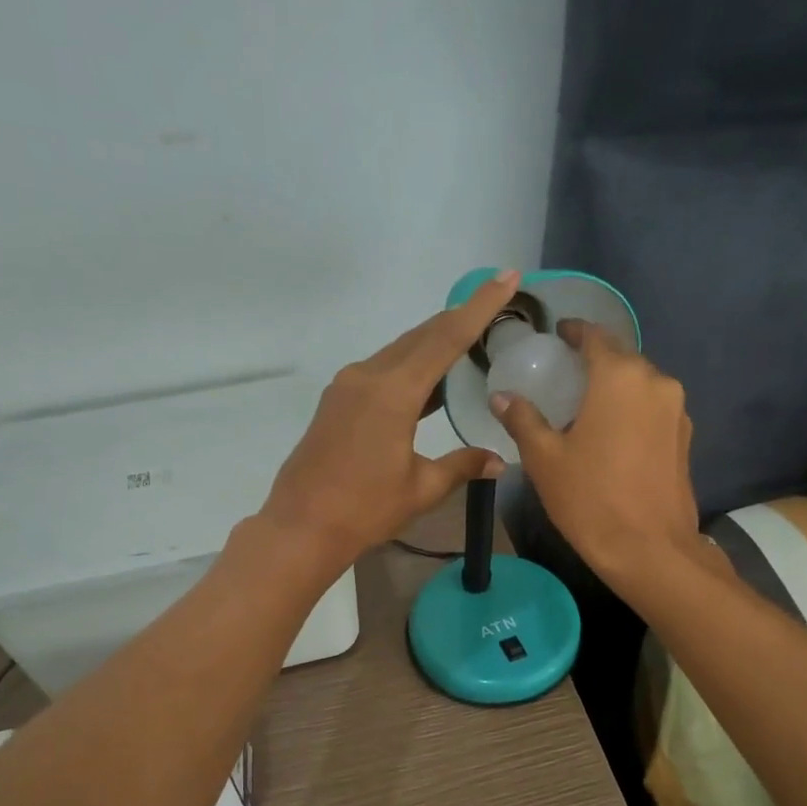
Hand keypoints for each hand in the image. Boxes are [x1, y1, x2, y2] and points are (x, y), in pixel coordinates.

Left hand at [258, 270, 519, 572]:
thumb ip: (461, 466)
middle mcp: (367, 376)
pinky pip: (381, 370)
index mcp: (393, 392)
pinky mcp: (336, 401)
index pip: (446, 338)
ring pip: (398, 352)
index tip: (505, 278)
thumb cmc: (364, 510)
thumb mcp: (421, 488)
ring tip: (467, 342)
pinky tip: (427, 381)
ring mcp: (346, 387)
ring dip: (432, 344)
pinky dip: (409, 367)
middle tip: (493, 306)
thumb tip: (499, 461)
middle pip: (420, 337)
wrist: (301, 527)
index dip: (479, 307)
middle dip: (458, 319)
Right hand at [492, 321, 700, 589]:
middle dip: (594, 360)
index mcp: (619, 377)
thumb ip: (523, 419)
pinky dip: (632, 408)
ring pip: (640, 383)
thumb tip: (501, 396)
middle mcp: (655, 382)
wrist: (649, 549)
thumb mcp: (545, 458)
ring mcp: (677, 410)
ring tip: (587, 405)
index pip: (595, 337)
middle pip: (621, 357)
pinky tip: (612, 431)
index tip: (557, 334)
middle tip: (565, 374)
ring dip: (615, 386)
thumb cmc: (590, 498)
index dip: (574, 331)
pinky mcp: (685, 437)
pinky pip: (653, 408)